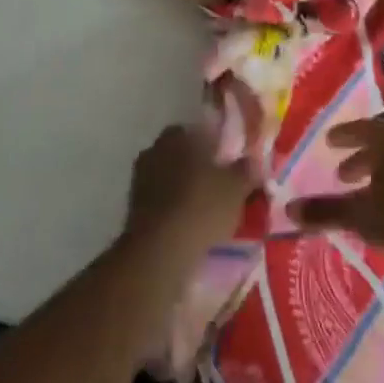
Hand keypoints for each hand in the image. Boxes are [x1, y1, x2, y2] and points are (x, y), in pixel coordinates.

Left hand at [126, 122, 260, 259]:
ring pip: (168, 176)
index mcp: (177, 137)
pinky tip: (188, 222)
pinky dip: (172, 207)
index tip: (227, 160)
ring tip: (205, 207)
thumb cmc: (201, 207)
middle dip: (196, 165)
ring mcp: (140, 180)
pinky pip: (160, 200)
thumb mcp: (236, 187)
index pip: (197, 130)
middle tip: (218, 184)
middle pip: (180, 153)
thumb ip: (245, 169)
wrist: (159, 251)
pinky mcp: (133, 208)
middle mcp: (154, 150)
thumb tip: (251, 160)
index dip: (214, 144)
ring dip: (183, 187)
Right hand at [286, 119, 383, 266]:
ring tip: (361, 193)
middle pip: (381, 146)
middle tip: (341, 174)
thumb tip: (288, 207)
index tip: (329, 142)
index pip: (364, 129)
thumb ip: (325, 211)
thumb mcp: (360, 215)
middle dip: (359, 158)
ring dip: (376, 174)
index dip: (345, 135)